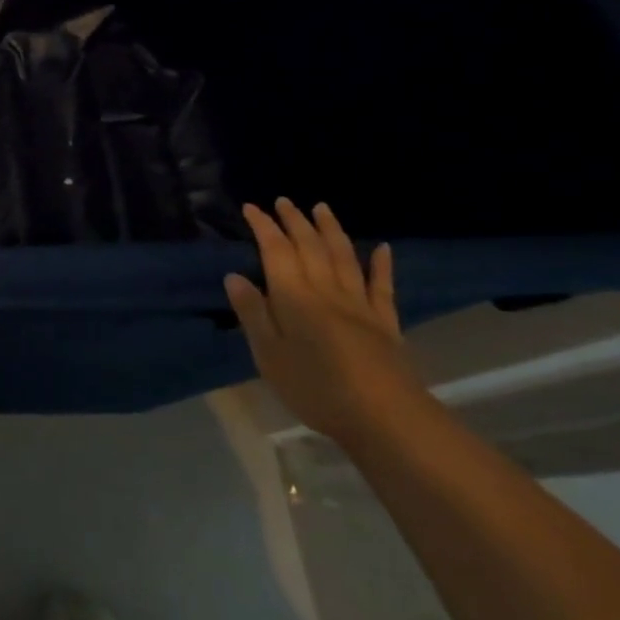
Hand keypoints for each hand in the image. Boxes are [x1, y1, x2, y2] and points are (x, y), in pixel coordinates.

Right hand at [224, 199, 423, 442]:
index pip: (276, 251)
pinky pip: (382, 286)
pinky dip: (381, 264)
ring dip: (331, 230)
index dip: (263, 227)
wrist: (385, 418)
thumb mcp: (269, 355)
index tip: (251, 207)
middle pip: (310, 247)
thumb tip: (234, 275)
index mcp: (294, 296)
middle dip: (295, 221)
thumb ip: (253, 313)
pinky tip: (382, 248)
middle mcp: (327, 291)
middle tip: (284, 201)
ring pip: (344, 257)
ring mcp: (360, 305)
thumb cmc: (316, 388)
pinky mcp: (385, 323)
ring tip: (321, 208)